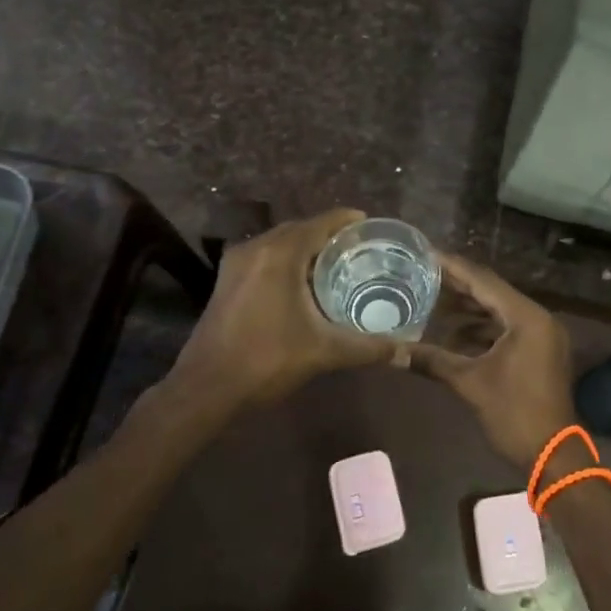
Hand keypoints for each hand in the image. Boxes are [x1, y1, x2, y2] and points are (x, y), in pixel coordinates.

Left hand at [170, 208, 397, 410]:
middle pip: (300, 229)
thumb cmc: (267, 361)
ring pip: (280, 243)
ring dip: (306, 248)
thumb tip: (405, 350)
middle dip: (329, 235)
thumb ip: (367, 347)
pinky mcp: (227, 281)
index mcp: (280, 254)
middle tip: (360, 248)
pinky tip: (304, 283)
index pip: (321, 223)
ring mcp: (236, 264)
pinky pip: (265, 257)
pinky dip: (287, 260)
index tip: (371, 226)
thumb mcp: (324, 352)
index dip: (347, 221)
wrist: (206, 388)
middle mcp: (256, 248)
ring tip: (338, 263)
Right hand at [409, 253, 572, 470]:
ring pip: (499, 312)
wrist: (553, 456)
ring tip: (432, 303)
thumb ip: (432, 360)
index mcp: (526, 317)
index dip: (452, 268)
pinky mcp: (539, 352)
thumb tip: (393, 351)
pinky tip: (454, 336)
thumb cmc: (514, 414)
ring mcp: (541, 336)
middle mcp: (537, 318)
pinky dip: (482, 330)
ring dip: (469, 310)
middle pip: (492, 293)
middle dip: (457, 287)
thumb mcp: (470, 383)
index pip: (483, 281)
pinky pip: (507, 329)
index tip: (425, 254)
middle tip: (422, 275)